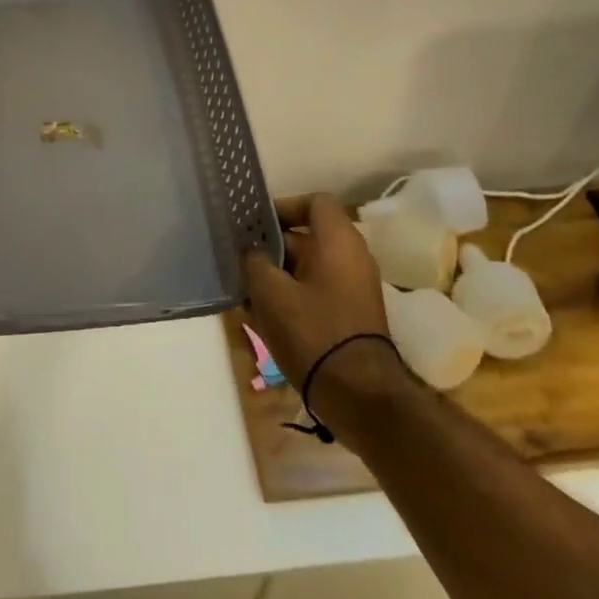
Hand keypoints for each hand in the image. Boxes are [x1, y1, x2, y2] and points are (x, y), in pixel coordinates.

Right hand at [242, 194, 397, 417]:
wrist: (359, 395)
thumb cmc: (314, 332)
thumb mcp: (271, 293)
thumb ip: (255, 261)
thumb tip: (252, 251)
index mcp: (339, 241)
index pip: (315, 202)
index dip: (284, 207)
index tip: (256, 224)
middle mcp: (352, 257)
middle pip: (308, 237)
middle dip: (271, 247)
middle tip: (239, 260)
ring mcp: (354, 288)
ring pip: (308, 267)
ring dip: (277, 274)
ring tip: (245, 291)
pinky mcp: (350, 315)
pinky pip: (316, 291)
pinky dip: (291, 295)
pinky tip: (262, 315)